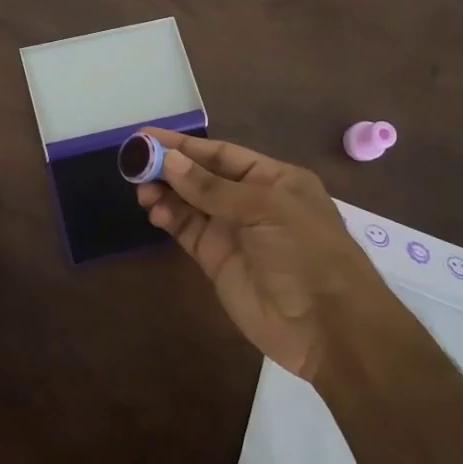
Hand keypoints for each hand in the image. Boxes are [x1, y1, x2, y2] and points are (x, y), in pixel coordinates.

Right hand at [137, 131, 393, 380]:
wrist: (327, 326)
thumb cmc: (306, 252)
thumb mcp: (266, 209)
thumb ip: (213, 188)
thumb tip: (170, 162)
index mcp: (274, 179)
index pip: (222, 154)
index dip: (185, 145)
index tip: (148, 136)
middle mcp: (251, 201)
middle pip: (202, 177)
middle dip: (170, 168)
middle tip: (134, 162)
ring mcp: (233, 231)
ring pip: (190, 203)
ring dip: (165, 193)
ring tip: (141, 189)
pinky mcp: (216, 260)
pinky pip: (187, 231)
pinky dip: (169, 218)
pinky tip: (154, 212)